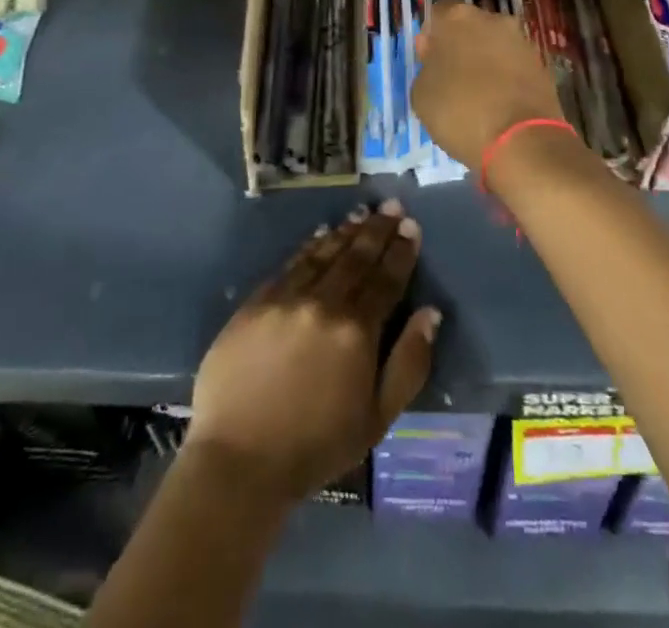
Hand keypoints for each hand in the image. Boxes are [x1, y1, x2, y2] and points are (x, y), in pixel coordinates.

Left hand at [187, 201, 441, 501]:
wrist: (238, 460)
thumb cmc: (315, 447)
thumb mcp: (377, 419)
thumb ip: (408, 363)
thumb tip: (430, 314)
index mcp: (357, 331)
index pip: (386, 279)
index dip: (401, 251)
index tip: (411, 226)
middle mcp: (324, 303)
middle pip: (357, 257)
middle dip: (377, 230)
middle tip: (391, 206)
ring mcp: (287, 298)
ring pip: (324, 253)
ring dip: (346, 231)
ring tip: (361, 213)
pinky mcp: (256, 302)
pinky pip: (291, 264)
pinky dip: (310, 246)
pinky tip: (320, 235)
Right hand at [412, 0, 564, 171]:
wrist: (522, 141)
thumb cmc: (460, 111)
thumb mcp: (421, 94)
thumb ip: (425, 66)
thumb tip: (433, 51)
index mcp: (457, 17)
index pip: (438, 11)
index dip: (433, 34)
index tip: (429, 58)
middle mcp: (493, 19)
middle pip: (470, 25)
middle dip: (461, 44)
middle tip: (452, 77)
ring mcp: (521, 40)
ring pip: (495, 44)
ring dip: (486, 60)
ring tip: (477, 94)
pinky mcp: (542, 65)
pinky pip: (514, 65)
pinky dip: (506, 77)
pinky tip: (499, 103)